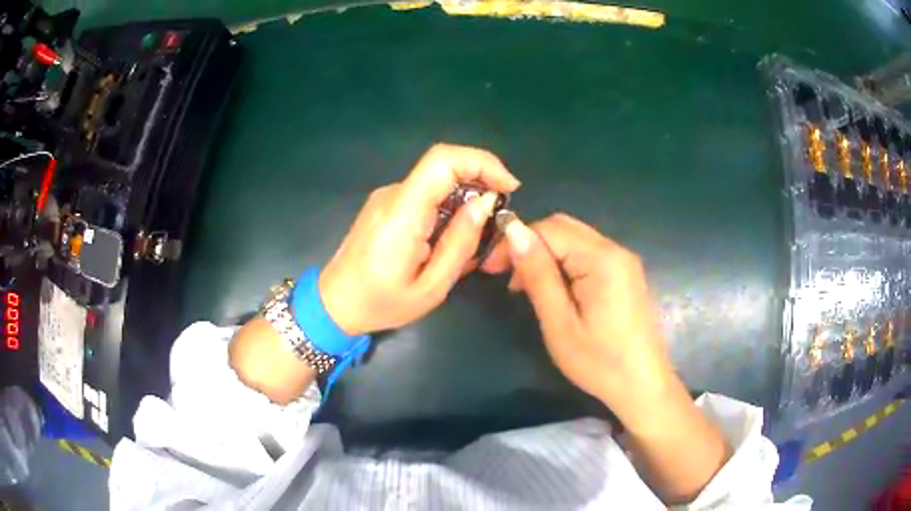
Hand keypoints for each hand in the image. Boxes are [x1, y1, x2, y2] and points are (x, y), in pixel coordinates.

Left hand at [320, 143, 520, 335]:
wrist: (334, 304)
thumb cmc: (381, 304)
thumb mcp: (431, 287)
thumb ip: (460, 243)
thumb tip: (486, 202)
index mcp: (401, 214)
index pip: (442, 161)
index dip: (482, 162)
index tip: (509, 187)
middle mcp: (392, 195)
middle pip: (444, 167)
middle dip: (481, 183)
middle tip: (497, 221)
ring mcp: (387, 197)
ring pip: (438, 182)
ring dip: (465, 199)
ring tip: (474, 240)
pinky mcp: (385, 204)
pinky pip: (425, 194)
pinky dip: (448, 207)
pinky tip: (450, 240)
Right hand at [483, 213, 728, 503]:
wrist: (642, 385)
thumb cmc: (599, 361)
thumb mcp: (559, 322)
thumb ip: (538, 274)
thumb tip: (514, 232)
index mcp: (602, 258)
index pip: (550, 228)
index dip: (516, 240)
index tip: (491, 268)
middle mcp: (616, 249)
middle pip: (564, 227)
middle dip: (530, 243)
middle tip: (507, 276)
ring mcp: (624, 261)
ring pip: (575, 240)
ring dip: (546, 254)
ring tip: (526, 287)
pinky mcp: (626, 274)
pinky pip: (588, 254)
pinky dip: (564, 263)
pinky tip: (554, 289)